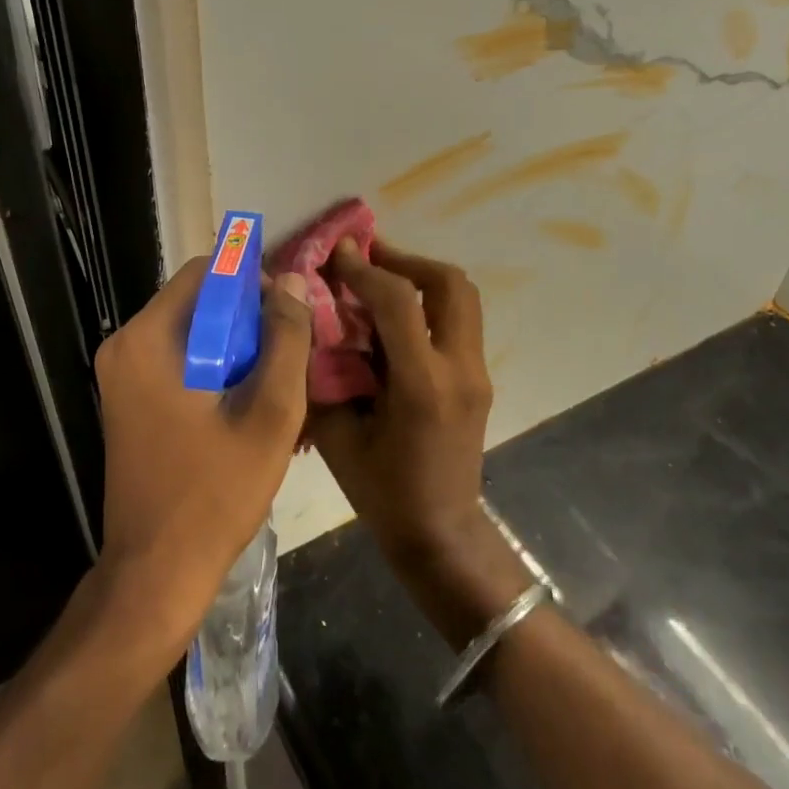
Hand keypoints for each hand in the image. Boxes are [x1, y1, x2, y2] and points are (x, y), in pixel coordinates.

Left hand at [91, 257, 313, 661]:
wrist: (155, 573)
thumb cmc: (214, 494)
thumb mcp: (269, 414)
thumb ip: (286, 340)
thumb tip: (294, 281)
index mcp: (147, 339)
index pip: (206, 272)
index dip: (253, 283)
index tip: (287, 318)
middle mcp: (124, 346)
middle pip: (197, 301)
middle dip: (246, 319)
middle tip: (286, 357)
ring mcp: (121, 374)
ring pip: (190, 331)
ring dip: (233, 346)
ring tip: (271, 384)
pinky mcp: (127, 399)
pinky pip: (177, 359)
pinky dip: (212, 367)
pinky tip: (242, 404)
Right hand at [307, 239, 527, 647]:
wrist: (441, 534)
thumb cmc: (382, 492)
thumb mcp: (337, 435)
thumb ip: (323, 374)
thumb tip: (309, 322)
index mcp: (423, 385)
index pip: (399, 301)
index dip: (365, 269)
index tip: (337, 254)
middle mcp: (460, 369)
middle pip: (450, 283)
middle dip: (406, 260)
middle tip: (369, 258)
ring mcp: (478, 373)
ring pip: (463, 297)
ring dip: (422, 277)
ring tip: (381, 279)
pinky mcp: (480, 379)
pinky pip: (459, 320)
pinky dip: (429, 303)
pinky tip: (395, 317)